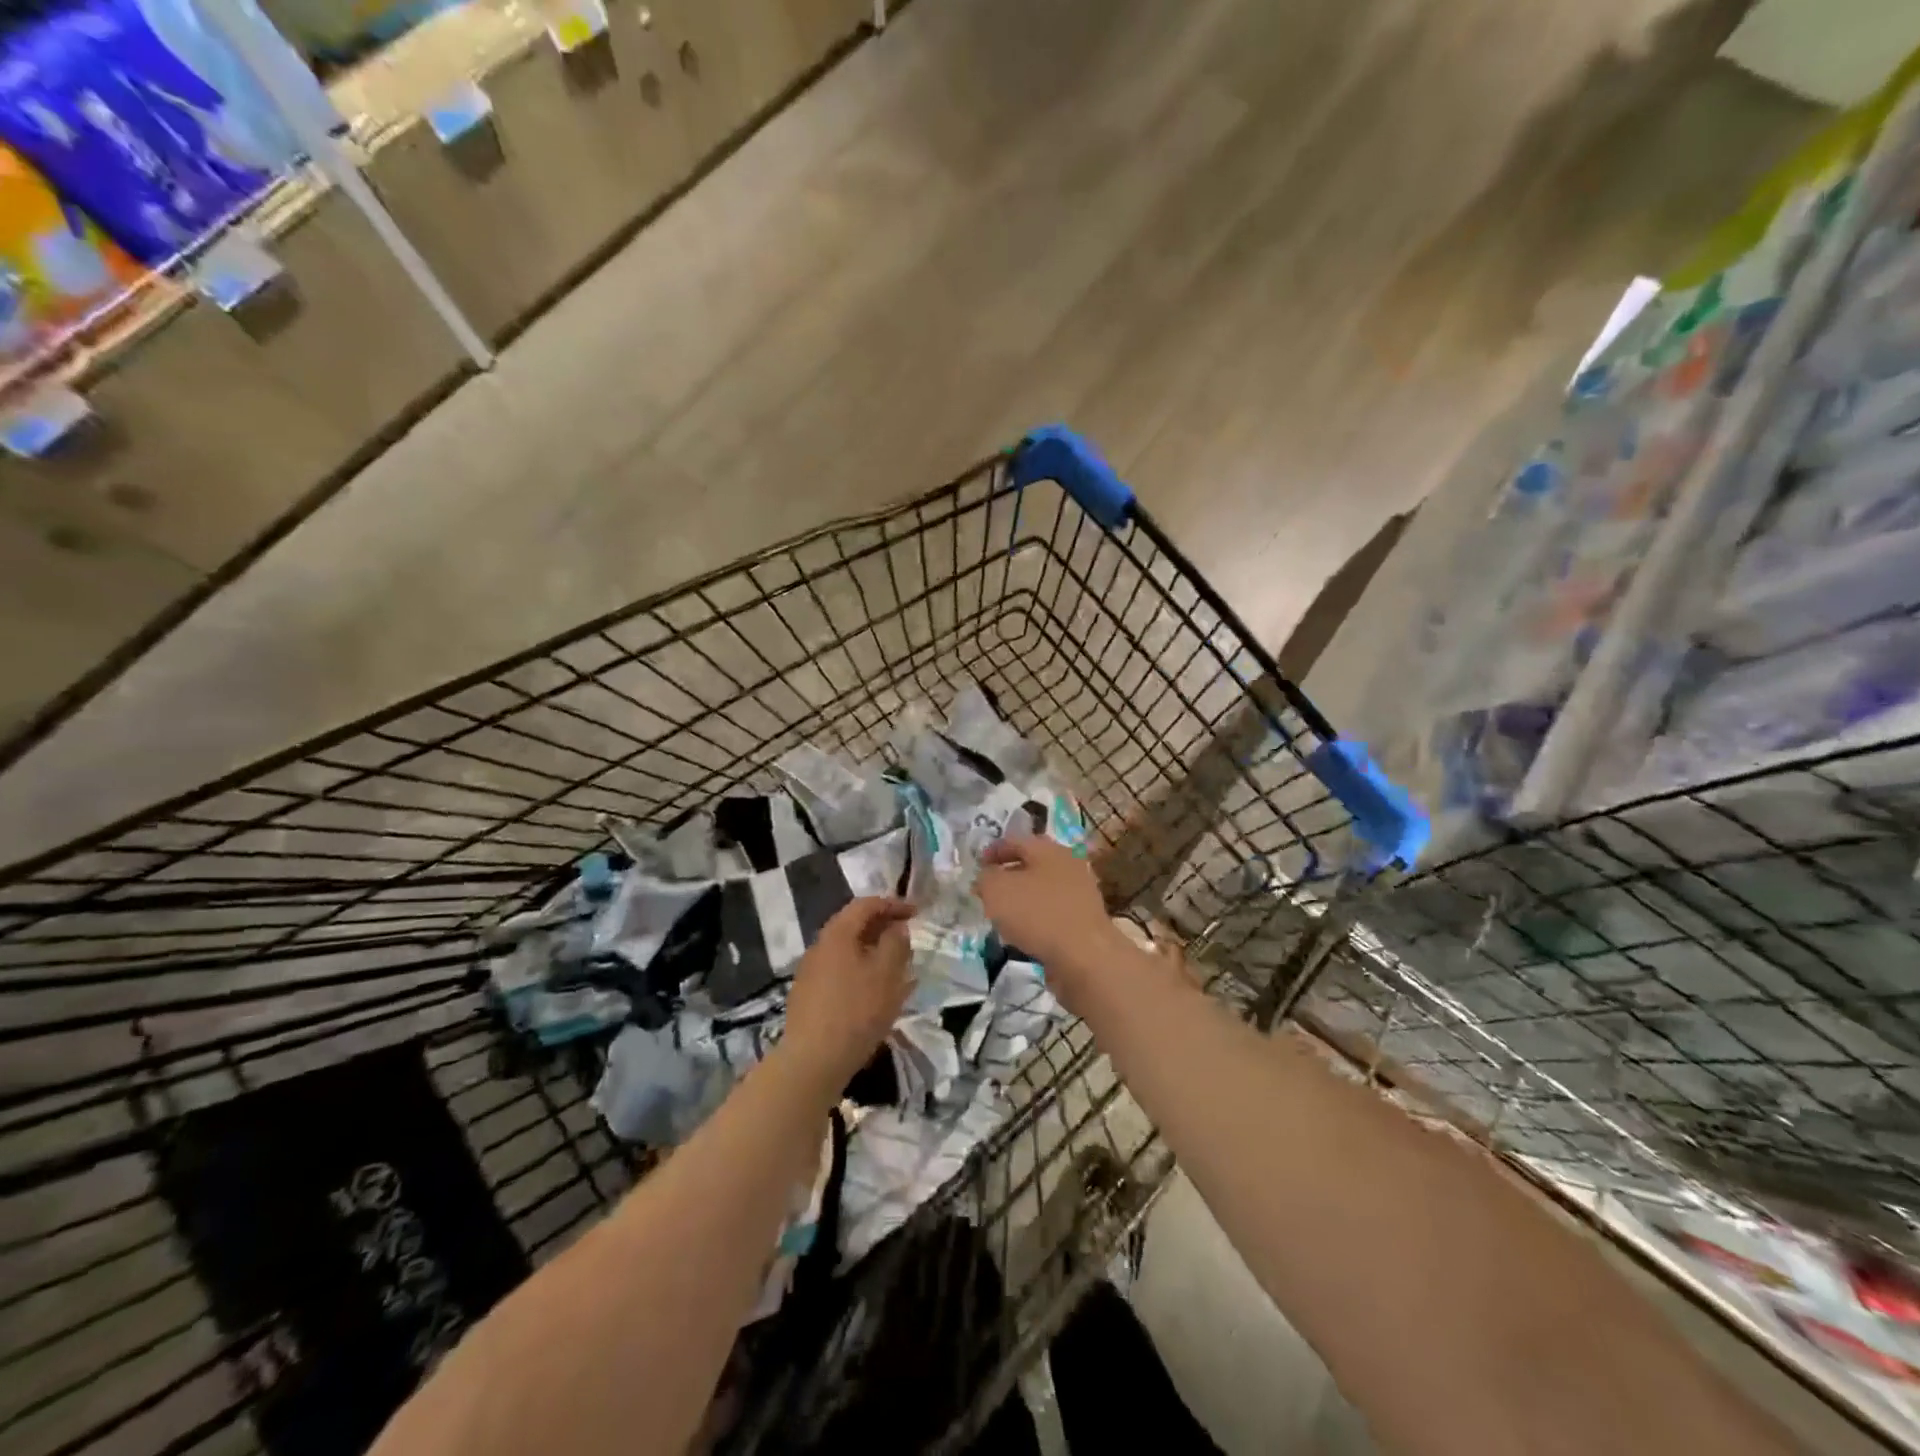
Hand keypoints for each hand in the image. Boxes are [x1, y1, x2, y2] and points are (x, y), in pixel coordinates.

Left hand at [781, 897, 913, 1093]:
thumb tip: (897, 928)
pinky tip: (876, 995)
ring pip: (848, 952)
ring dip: (874, 954)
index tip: (917, 913)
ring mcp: (811, 973)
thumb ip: (896, 943)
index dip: (893, 905)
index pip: (866, 905)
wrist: (812, 1061)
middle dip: (883, 929)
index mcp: (837, 934)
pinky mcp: (809, 998)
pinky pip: (841, 974)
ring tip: (897, 969)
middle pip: (854, 927)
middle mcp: (819, 947)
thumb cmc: (856, 1011)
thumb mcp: (887, 973)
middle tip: (908, 939)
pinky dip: (862, 974)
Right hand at [975, 835, 1125, 1011]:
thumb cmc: (1037, 914)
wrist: (1085, 956)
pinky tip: (1024, 934)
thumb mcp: (997, 890)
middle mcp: (1068, 865)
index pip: (1015, 841)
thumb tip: (986, 876)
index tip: (976, 866)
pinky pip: (1053, 913)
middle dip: (1008, 875)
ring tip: (1002, 915)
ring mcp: (1080, 893)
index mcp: (1048, 849)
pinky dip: (1036, 919)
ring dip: (1022, 898)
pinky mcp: (1084, 920)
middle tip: (988, 890)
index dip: (992, 851)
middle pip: (1032, 864)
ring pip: (1043, 889)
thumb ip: (985, 878)